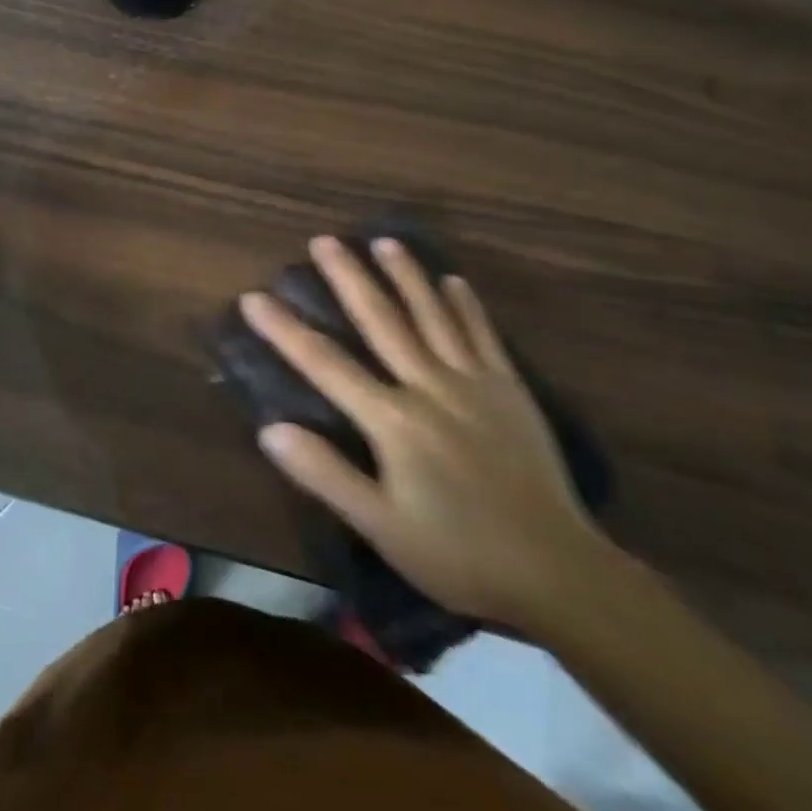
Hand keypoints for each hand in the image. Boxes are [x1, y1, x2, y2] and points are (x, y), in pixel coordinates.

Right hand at [243, 236, 609, 630]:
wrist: (557, 571)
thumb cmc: (458, 554)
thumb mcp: (381, 527)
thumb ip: (325, 475)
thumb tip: (270, 430)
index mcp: (394, 420)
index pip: (327, 365)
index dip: (286, 330)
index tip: (255, 298)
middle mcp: (429, 386)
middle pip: (382, 321)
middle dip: (349, 278)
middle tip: (325, 240)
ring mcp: (473, 382)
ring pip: (433, 316)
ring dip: (407, 275)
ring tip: (384, 240)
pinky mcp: (510, 390)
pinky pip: (483, 336)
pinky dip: (466, 306)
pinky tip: (453, 281)